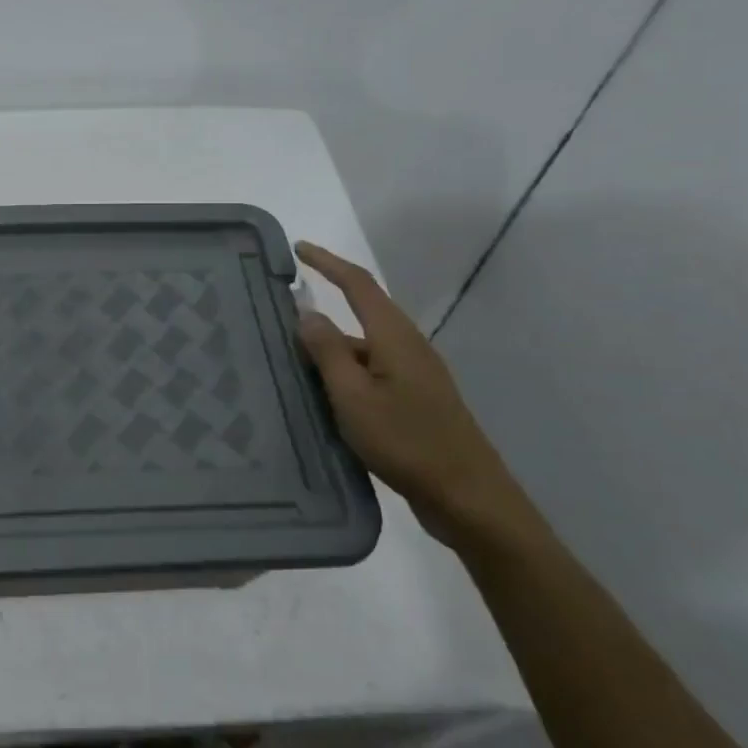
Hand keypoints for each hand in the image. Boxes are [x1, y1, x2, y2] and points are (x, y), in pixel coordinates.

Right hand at [295, 241, 531, 548]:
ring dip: (330, 352)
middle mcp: (407, 347)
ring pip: (363, 350)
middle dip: (321, 315)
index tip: (297, 249)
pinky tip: (325, 401)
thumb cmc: (407, 442)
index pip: (357, 284)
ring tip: (291, 369)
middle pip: (359, 316)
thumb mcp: (353, 397)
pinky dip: (344, 376)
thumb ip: (327, 352)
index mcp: (394, 337)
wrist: (468, 498)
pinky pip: (371, 374)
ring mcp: (415, 375)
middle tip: (279, 325)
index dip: (327, 263)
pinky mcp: (416, 401)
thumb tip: (306, 312)